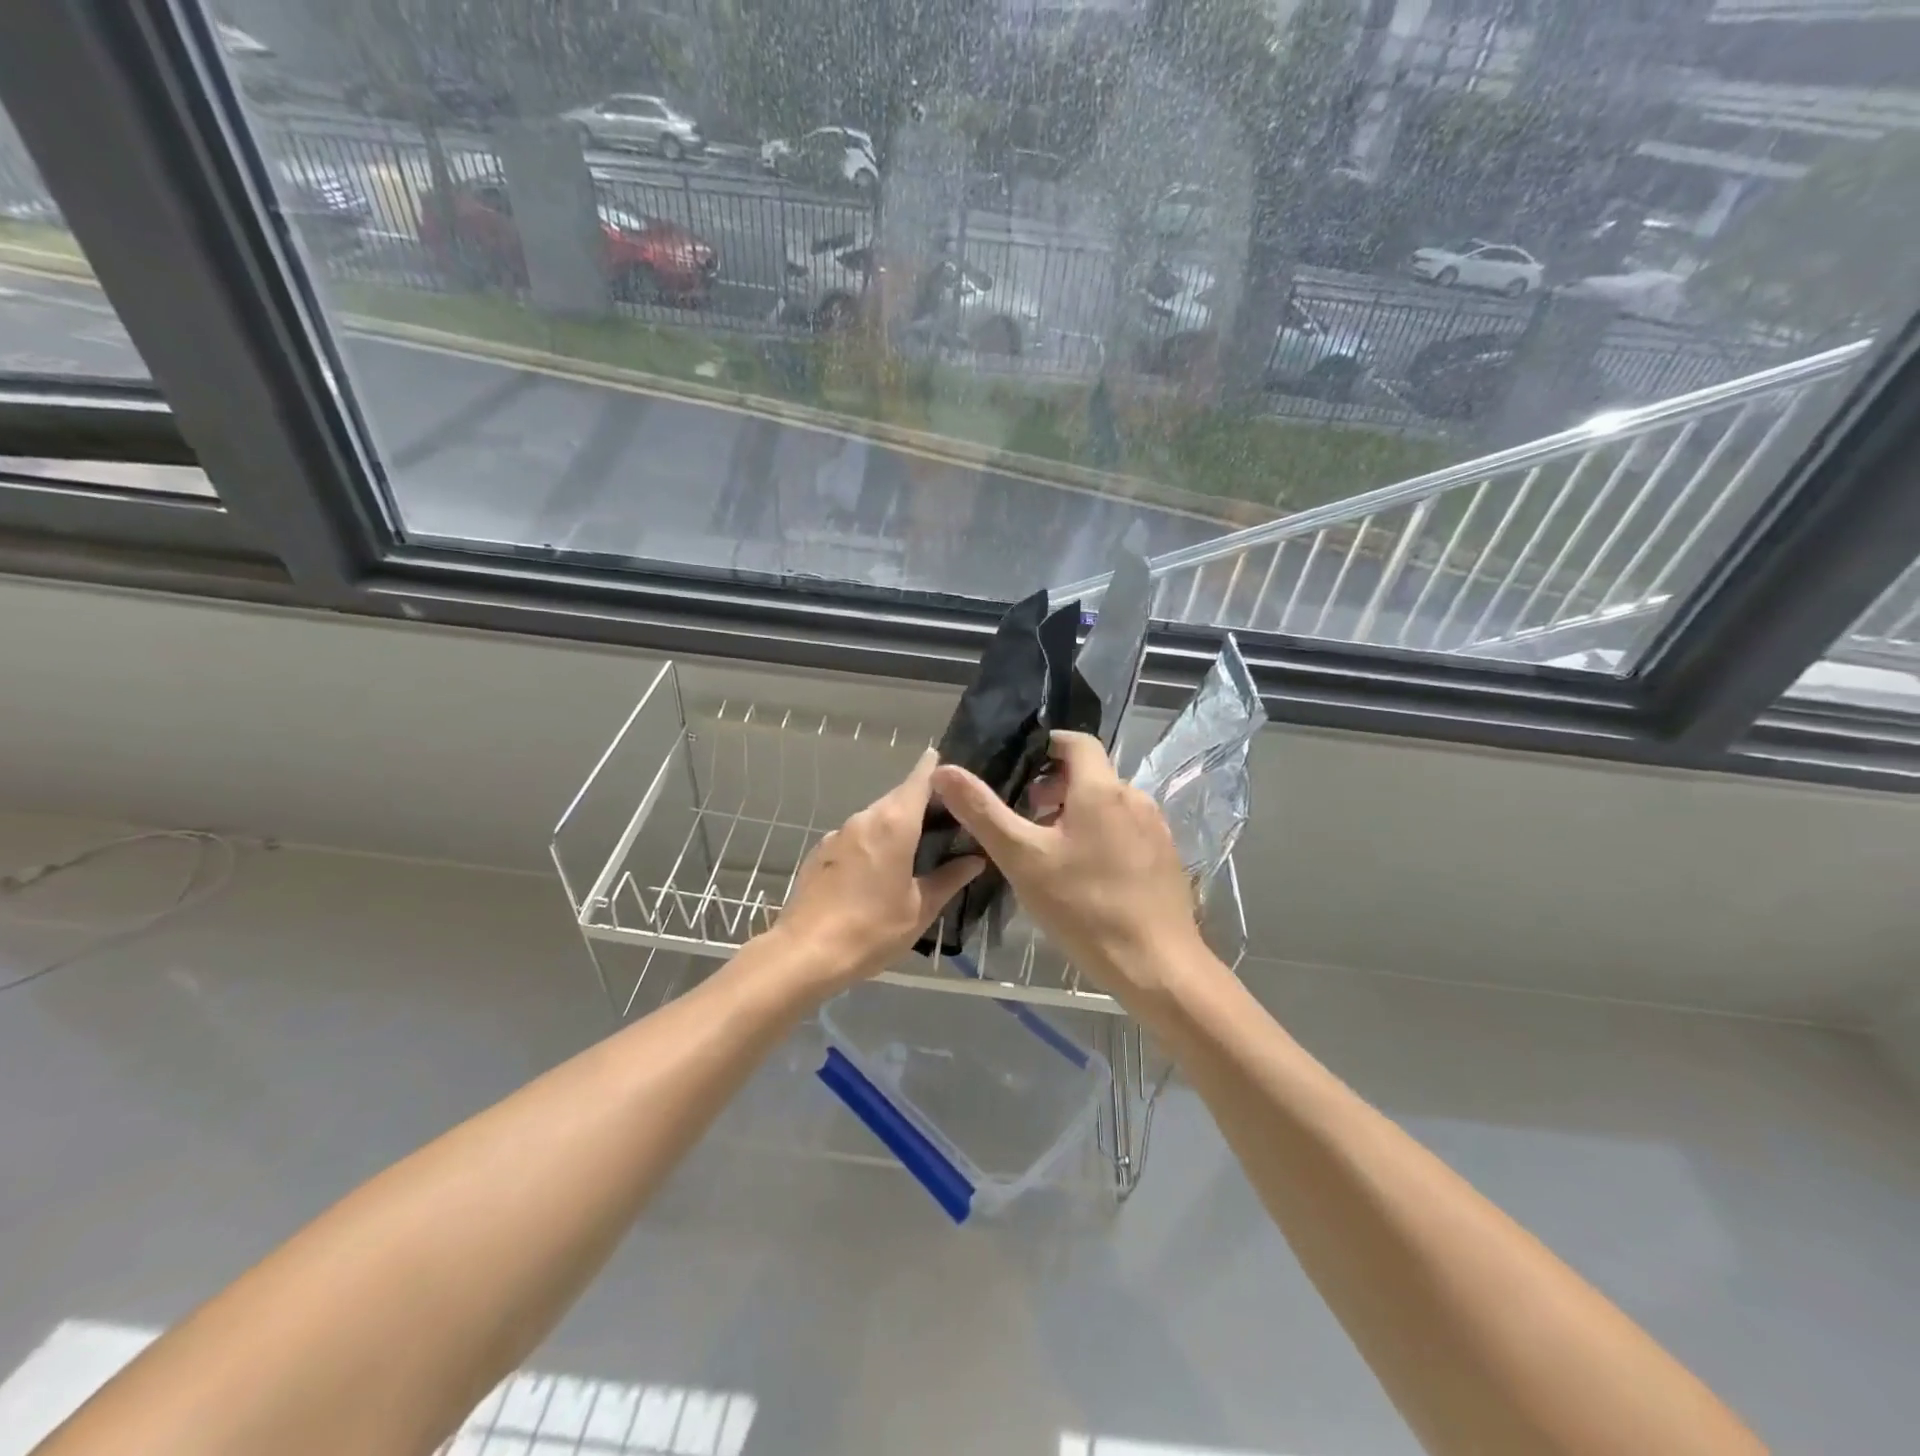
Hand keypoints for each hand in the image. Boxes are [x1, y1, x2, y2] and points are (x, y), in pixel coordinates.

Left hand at [771, 748, 982, 992]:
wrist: (805, 953)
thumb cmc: (871, 929)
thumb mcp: (920, 908)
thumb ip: (949, 879)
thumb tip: (975, 860)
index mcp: (894, 824)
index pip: (920, 779)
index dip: (937, 770)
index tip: (954, 772)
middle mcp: (865, 818)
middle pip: (898, 797)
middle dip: (922, 803)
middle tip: (948, 821)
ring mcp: (838, 833)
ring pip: (876, 817)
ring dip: (897, 825)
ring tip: (918, 848)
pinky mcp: (821, 851)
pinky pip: (856, 836)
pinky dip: (873, 841)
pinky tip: (880, 870)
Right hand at [931, 731, 1212, 1009]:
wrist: (1157, 966)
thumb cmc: (1084, 908)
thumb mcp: (1023, 859)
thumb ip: (983, 812)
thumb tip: (943, 770)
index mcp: (1101, 788)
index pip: (1075, 741)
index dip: (1045, 745)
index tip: (1017, 767)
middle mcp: (1134, 797)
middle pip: (1090, 773)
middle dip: (1055, 785)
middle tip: (1025, 816)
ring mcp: (1155, 828)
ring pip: (1107, 803)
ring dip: (1076, 812)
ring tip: (1048, 849)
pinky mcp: (1165, 856)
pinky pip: (1126, 829)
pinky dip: (1100, 834)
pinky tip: (1084, 874)